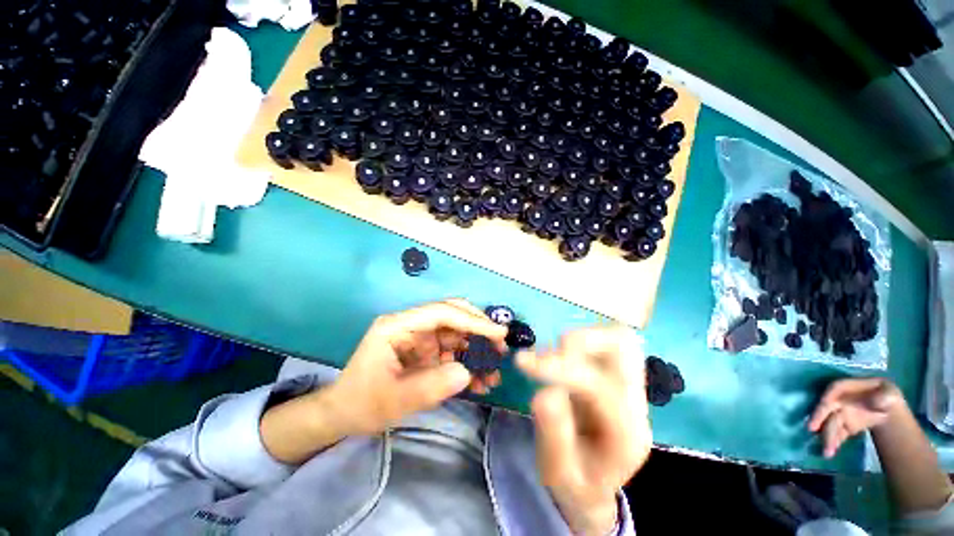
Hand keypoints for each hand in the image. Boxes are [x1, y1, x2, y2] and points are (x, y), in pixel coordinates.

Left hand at [327, 299, 507, 435]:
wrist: (343, 415)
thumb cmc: (361, 403)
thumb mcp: (393, 400)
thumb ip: (430, 387)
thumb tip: (467, 372)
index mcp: (399, 326)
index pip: (441, 313)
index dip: (472, 320)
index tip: (498, 334)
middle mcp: (412, 326)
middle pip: (453, 317)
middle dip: (479, 330)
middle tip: (500, 348)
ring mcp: (420, 339)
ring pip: (457, 336)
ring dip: (477, 351)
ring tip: (493, 374)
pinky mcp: (426, 352)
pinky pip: (453, 353)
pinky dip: (468, 365)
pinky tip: (479, 382)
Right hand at [517, 327, 651, 535]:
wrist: (594, 483)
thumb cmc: (576, 482)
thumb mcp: (558, 473)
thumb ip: (554, 436)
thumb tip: (545, 392)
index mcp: (626, 433)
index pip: (599, 386)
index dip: (560, 369)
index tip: (523, 363)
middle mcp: (634, 402)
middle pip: (625, 348)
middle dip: (580, 341)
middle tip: (545, 353)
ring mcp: (629, 385)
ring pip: (617, 338)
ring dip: (579, 339)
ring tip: (550, 355)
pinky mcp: (616, 374)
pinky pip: (604, 341)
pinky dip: (579, 340)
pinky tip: (558, 357)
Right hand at [807, 378, 902, 457]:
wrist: (888, 410)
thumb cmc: (887, 397)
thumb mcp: (890, 393)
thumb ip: (885, 396)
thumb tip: (876, 402)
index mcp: (851, 387)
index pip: (835, 388)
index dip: (828, 395)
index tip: (824, 404)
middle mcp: (841, 399)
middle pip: (828, 407)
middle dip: (819, 418)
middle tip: (812, 429)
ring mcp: (841, 413)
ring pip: (831, 423)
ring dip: (827, 436)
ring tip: (827, 452)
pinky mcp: (844, 426)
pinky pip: (837, 433)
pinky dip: (834, 442)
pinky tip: (831, 451)